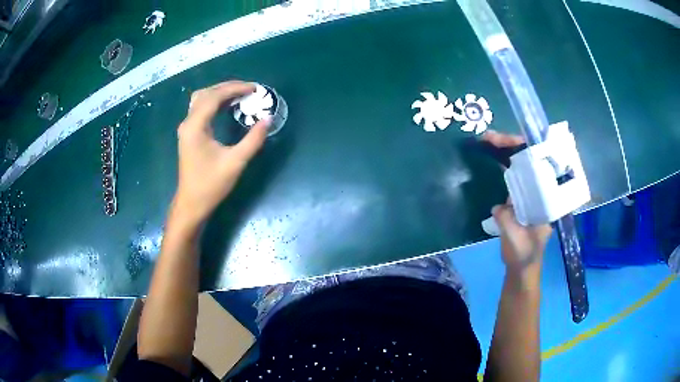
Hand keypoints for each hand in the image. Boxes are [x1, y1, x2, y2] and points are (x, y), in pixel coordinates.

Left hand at [173, 81, 268, 225]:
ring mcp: (187, 128)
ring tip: (240, 95)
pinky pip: (201, 109)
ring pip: (202, 99)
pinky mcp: (189, 134)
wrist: (192, 204)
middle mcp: (188, 122)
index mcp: (195, 126)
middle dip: (228, 87)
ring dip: (220, 93)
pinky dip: (215, 103)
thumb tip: (268, 119)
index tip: (255, 89)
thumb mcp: (236, 162)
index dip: (235, 89)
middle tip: (249, 89)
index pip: (215, 96)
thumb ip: (253, 139)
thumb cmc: (211, 185)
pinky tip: (228, 107)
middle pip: (207, 93)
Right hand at [482, 130, 551, 271]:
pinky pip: (511, 178)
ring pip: (520, 166)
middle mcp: (540, 191)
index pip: (541, 165)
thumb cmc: (524, 255)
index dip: (527, 149)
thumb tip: (499, 206)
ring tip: (487, 141)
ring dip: (504, 152)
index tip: (508, 140)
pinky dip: (500, 166)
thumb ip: (508, 220)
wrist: (521, 269)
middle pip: (529, 160)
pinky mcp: (519, 199)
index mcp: (547, 198)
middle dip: (510, 144)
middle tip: (488, 137)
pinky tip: (489, 158)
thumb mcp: (516, 239)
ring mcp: (530, 194)